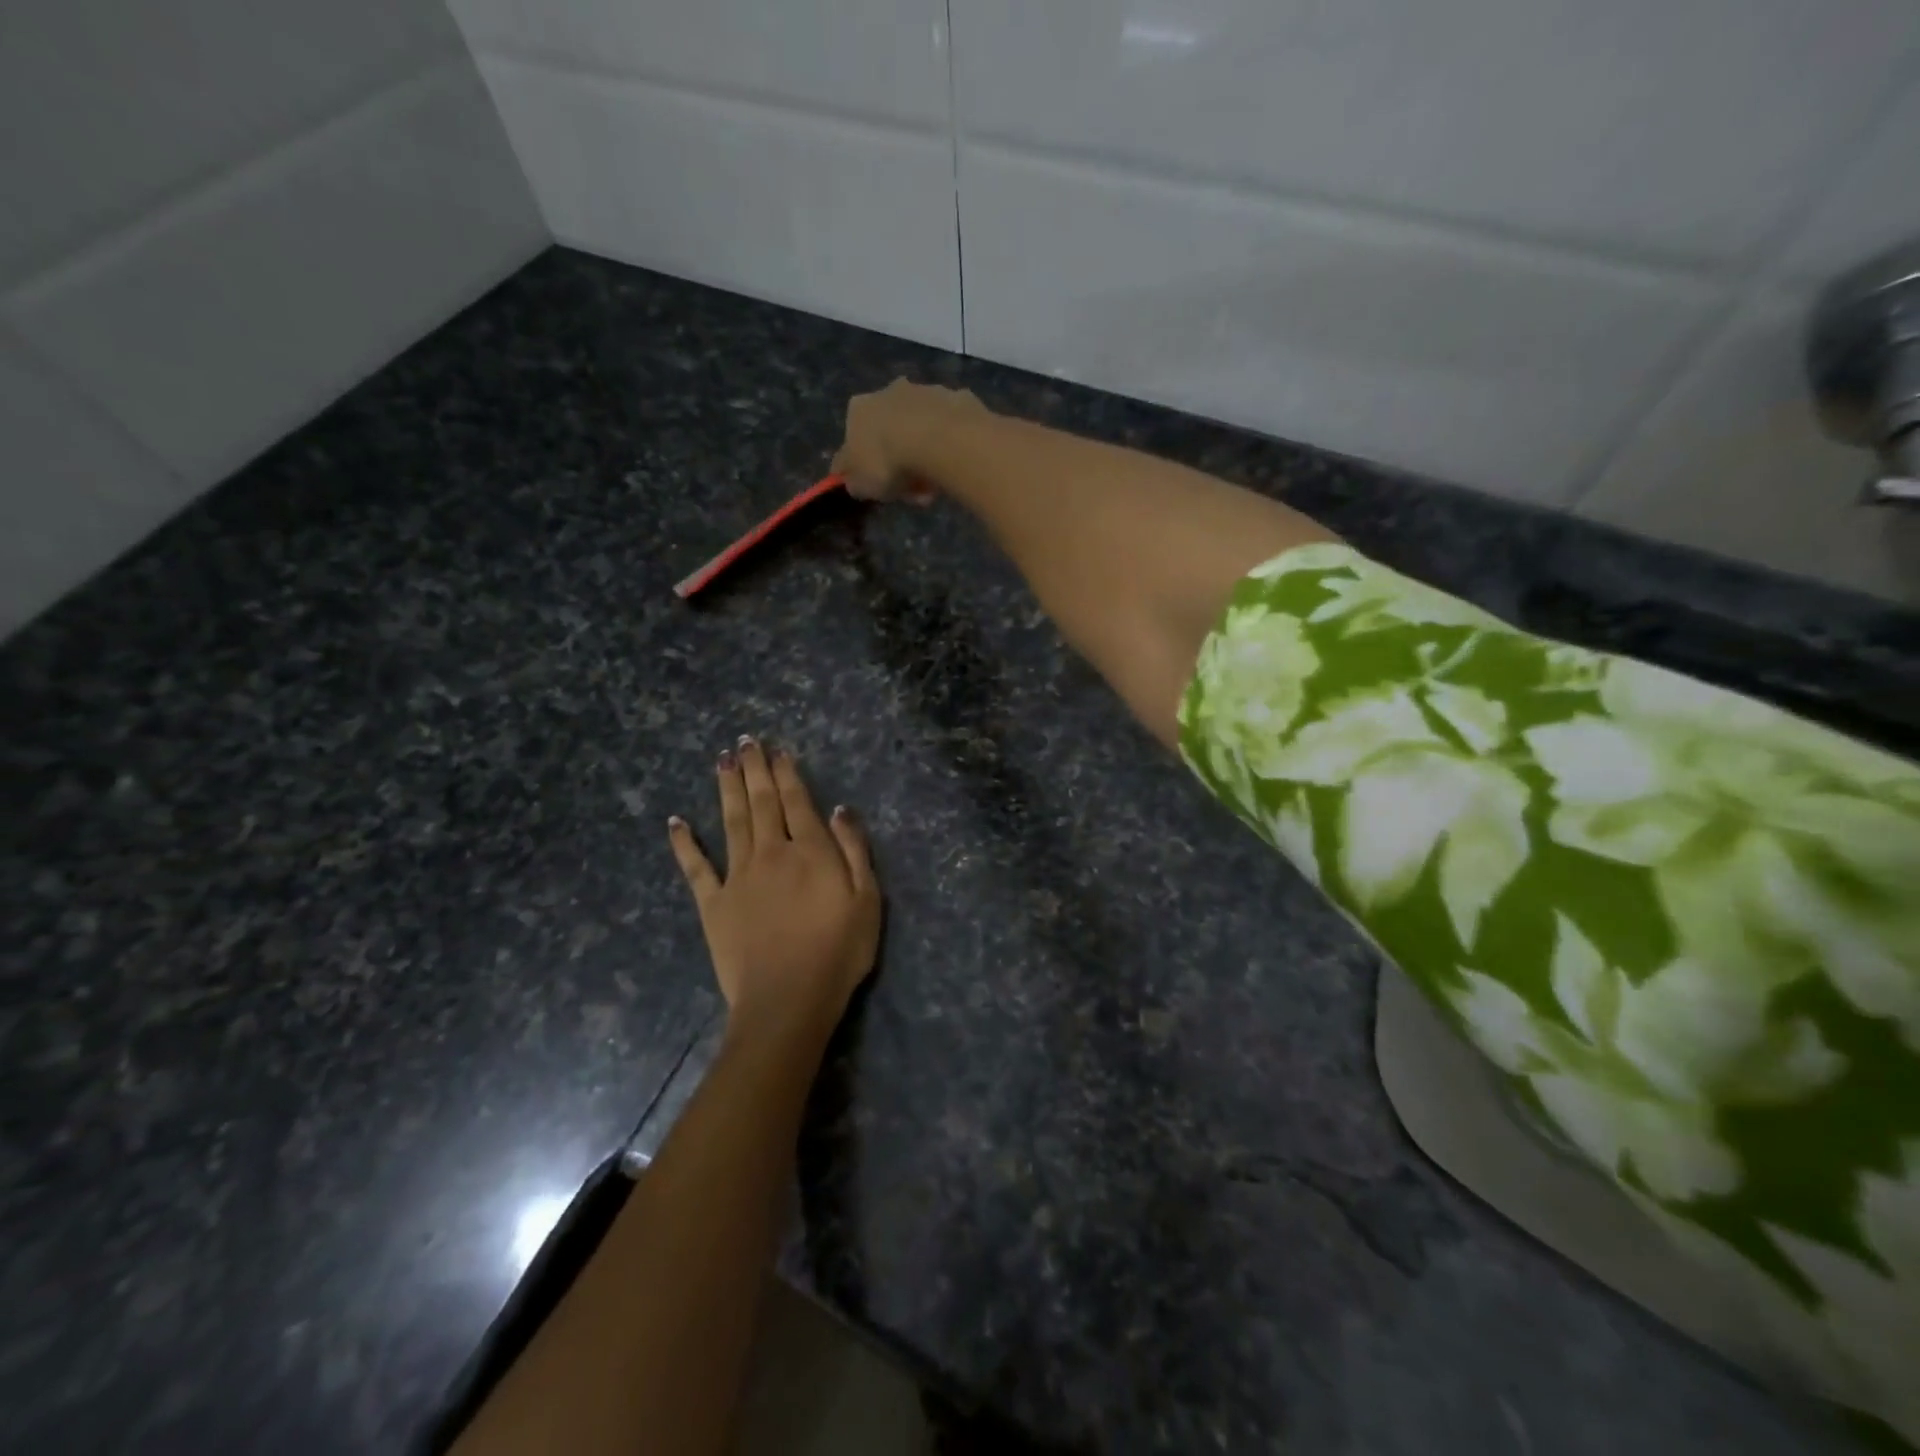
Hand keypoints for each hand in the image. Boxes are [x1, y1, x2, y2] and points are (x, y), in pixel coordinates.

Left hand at [668, 738, 881, 1048]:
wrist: (787, 1000)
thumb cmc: (838, 953)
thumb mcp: (867, 900)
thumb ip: (855, 851)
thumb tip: (839, 809)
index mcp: (810, 851)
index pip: (797, 801)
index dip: (787, 773)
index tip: (777, 750)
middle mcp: (771, 853)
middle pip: (761, 802)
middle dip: (754, 769)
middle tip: (745, 741)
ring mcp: (738, 876)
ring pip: (731, 821)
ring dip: (726, 789)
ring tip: (722, 761)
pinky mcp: (713, 903)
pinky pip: (695, 867)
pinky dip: (684, 843)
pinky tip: (675, 822)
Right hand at [831, 378, 986, 502]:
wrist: (939, 439)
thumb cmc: (888, 462)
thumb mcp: (860, 484)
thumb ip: (852, 480)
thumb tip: (851, 478)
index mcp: (859, 408)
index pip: (856, 440)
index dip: (868, 467)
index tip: (883, 488)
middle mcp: (889, 390)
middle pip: (892, 433)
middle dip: (902, 463)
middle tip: (914, 492)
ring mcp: (926, 391)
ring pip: (923, 431)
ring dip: (927, 458)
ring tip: (936, 487)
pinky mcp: (957, 397)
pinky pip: (950, 430)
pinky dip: (950, 447)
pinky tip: (954, 467)